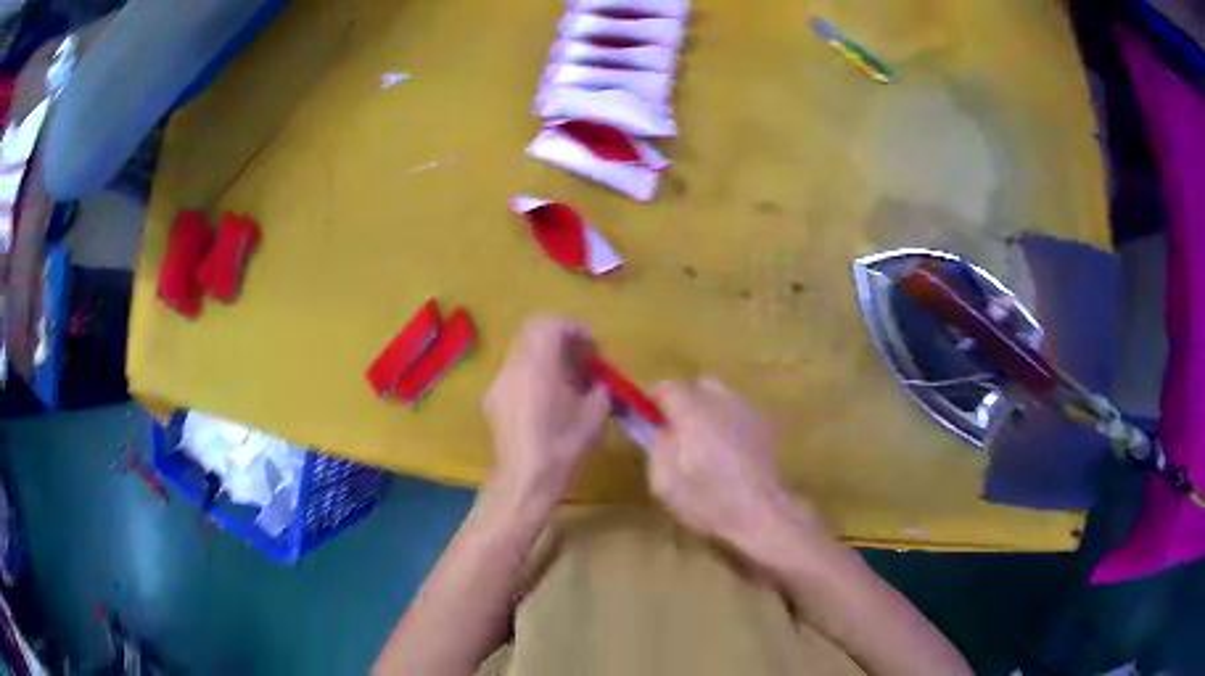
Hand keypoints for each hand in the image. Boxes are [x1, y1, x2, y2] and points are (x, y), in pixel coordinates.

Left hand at [483, 317, 610, 504]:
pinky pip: (514, 371)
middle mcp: (513, 367)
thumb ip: (599, 390)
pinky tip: (548, 397)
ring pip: (522, 350)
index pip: (551, 325)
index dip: (575, 329)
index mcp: (537, 367)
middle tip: (581, 357)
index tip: (593, 347)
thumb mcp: (593, 418)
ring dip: (546, 354)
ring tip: (567, 378)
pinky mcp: (493, 399)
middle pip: (532, 331)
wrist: (524, 482)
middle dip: (560, 337)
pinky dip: (533, 371)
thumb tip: (601, 382)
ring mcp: (499, 382)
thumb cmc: (562, 449)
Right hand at [648, 377, 825, 550]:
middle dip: (684, 401)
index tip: (647, 418)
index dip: (653, 399)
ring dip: (708, 410)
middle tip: (676, 430)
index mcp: (694, 412)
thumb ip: (656, 446)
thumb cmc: (709, 501)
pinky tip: (727, 451)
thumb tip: (656, 427)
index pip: (667, 386)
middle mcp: (722, 401)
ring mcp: (748, 411)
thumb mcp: (665, 481)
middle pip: (698, 385)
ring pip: (721, 396)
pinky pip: (739, 412)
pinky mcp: (764, 426)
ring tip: (703, 441)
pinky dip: (728, 421)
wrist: (762, 515)